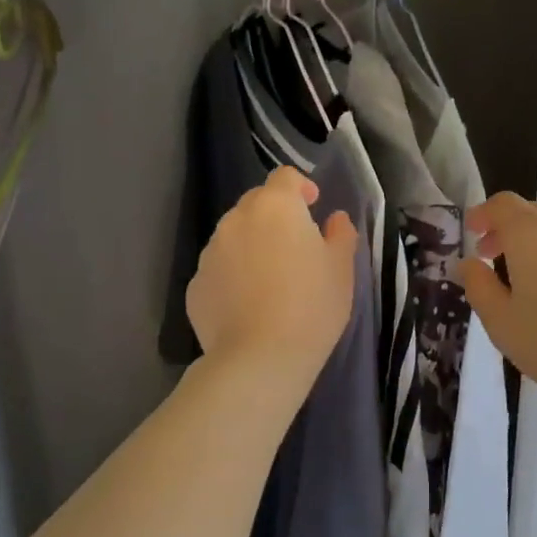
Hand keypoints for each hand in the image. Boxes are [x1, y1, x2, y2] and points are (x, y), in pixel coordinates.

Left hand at [187, 168, 356, 390]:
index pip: (284, 177)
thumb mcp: (341, 269)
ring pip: (234, 236)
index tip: (313, 206)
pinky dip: (233, 275)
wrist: (259, 359)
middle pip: (256, 203)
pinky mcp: (195, 285)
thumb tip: (335, 220)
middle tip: (295, 244)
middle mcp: (236, 220)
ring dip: (252, 244)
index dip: (300, 186)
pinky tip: (248, 303)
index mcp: (276, 207)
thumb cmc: (311, 306)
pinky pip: (219, 268)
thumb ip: (340, 235)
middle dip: (275, 214)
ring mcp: (210, 252)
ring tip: (270, 278)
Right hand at [456, 193, 536, 419]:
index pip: (502, 204)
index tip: (472, 233)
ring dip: (533, 245)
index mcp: (531, 232)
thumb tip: (469, 264)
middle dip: (505, 229)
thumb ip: (479, 287)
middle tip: (489, 256)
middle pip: (530, 213)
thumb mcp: (502, 322)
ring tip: (522, 280)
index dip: (483, 214)